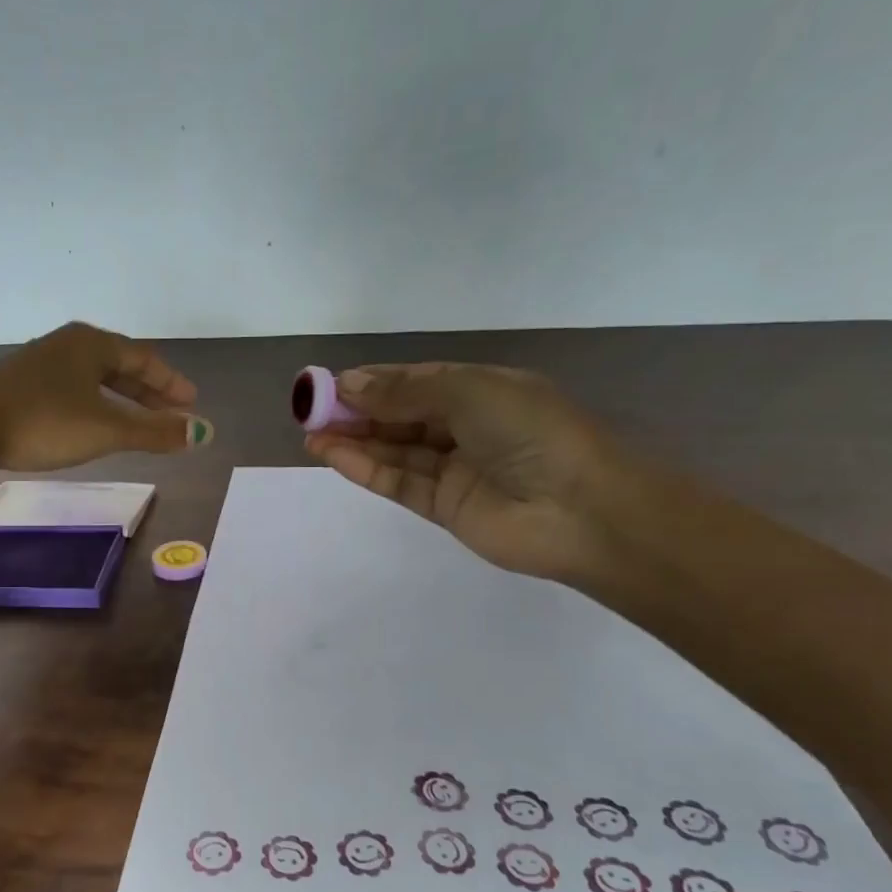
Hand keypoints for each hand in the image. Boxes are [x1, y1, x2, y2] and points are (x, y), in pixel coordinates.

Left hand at [0, 322, 209, 476]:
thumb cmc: (43, 422)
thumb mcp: (106, 429)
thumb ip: (155, 433)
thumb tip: (203, 433)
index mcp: (91, 344)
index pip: (143, 358)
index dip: (170, 383)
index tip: (191, 403)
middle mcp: (67, 346)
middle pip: (118, 366)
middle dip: (148, 392)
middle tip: (172, 414)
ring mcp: (40, 365)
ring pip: (93, 381)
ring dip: (121, 401)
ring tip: (139, 424)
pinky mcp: (20, 388)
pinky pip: (72, 392)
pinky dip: (94, 408)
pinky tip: (92, 426)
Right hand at [303, 363, 622, 579]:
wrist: (581, 510)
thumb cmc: (531, 432)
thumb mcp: (468, 392)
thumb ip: (406, 391)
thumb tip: (350, 383)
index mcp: (482, 390)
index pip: (418, 381)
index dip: (375, 381)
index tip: (332, 383)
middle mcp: (466, 427)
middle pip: (401, 416)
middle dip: (358, 411)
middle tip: (311, 409)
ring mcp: (454, 470)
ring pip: (395, 450)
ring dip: (353, 440)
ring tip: (310, 433)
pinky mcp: (443, 507)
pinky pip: (398, 482)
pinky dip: (364, 468)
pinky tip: (331, 454)